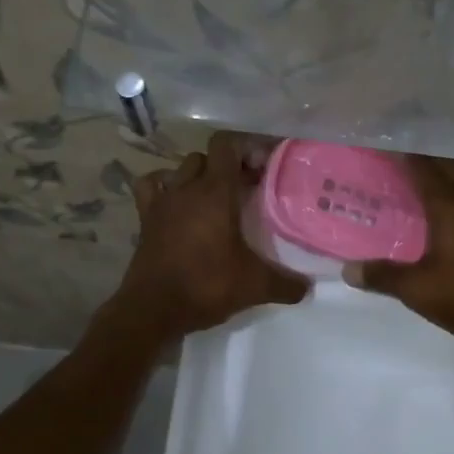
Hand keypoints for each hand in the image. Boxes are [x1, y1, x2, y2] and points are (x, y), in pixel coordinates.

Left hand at [113, 131, 308, 341]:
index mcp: (215, 192)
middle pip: (207, 157)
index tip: (265, 169)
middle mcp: (187, 188)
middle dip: (229, 166)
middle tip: (248, 189)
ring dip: (199, 176)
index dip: (247, 148)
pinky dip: (164, 186)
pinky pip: (151, 186)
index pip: (227, 144)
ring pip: (181, 169)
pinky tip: (176, 201)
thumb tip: (308, 288)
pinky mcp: (145, 218)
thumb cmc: (207, 286)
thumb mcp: (255, 286)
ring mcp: (162, 201)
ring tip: (216, 198)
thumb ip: (286, 284)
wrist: (154, 309)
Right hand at [345, 156, 453, 353]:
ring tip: (408, 181)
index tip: (377, 144)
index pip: (421, 164)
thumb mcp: (417, 289)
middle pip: (443, 165)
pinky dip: (449, 193)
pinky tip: (435, 211)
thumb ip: (382, 275)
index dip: (399, 152)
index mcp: (450, 204)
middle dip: (418, 157)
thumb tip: (347, 270)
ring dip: (436, 175)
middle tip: (388, 160)